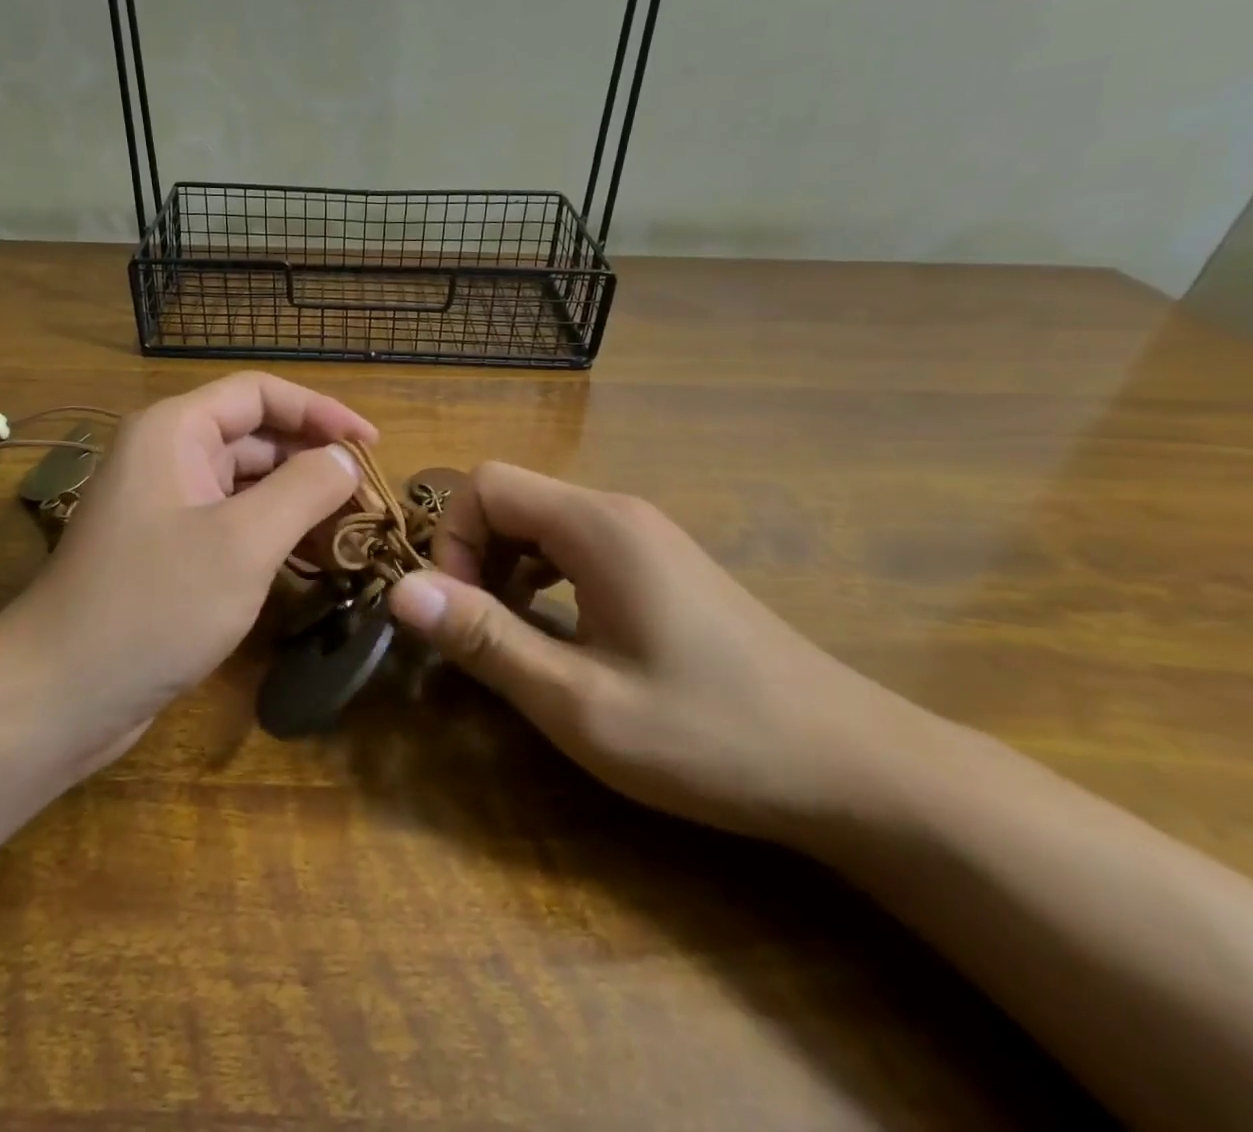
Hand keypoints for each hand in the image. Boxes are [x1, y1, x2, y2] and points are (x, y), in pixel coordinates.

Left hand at [0, 373, 373, 762]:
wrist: (60, 694)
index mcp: (175, 431)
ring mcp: (166, 504)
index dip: (321, 411)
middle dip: (314, 461)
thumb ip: (304, 489)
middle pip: (256, 436)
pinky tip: (312, 560)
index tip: (372, 445)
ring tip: (352, 531)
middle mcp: (168, 455)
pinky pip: (233, 521)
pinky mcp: (169, 549)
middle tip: (370, 500)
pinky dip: (274, 532)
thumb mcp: (243, 542)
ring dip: (299, 500)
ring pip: (247, 482)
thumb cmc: (154, 606)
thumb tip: (345, 459)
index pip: (260, 393)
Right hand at [387, 463, 931, 845]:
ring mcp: (645, 536)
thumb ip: (485, 639)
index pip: (485, 484)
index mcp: (597, 527)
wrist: (852, 767)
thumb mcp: (579, 702)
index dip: (451, 540)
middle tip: (481, 633)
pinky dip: (542, 577)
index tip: (459, 613)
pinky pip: (574, 546)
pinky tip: (561, 633)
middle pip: (511, 498)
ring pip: (540, 522)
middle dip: (473, 556)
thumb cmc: (708, 736)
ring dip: (505, 568)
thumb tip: (400, 590)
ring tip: (515, 637)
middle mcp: (619, 512)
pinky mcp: (660, 564)